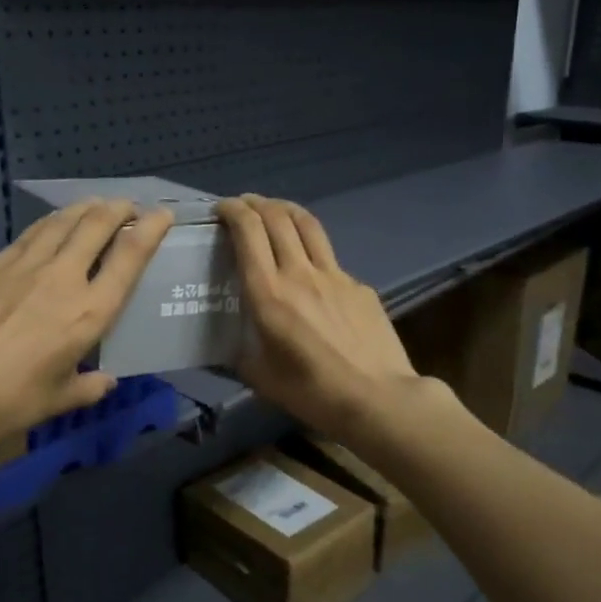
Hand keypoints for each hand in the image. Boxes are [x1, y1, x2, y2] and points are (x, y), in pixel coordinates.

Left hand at [0, 199, 174, 451]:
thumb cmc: (11, 402)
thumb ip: (89, 386)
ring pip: (63, 220)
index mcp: (89, 312)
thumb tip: (105, 380)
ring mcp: (25, 266)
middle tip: (128, 207)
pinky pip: (31, 233)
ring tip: (96, 205)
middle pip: (97, 224)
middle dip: (119, 208)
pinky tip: (53, 224)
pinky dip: (51, 222)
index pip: (130, 256)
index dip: (151, 228)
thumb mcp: (60, 399)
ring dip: (86, 208)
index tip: (162, 215)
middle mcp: (63, 278)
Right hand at [217, 195, 425, 441]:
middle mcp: (300, 273)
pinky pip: (330, 258)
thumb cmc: (313, 393)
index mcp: (269, 294)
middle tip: (243, 206)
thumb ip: (240, 353)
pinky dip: (312, 250)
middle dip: (256, 203)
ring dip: (285, 210)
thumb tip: (230, 344)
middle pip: (277, 217)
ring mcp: (335, 275)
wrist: (378, 398)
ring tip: (274, 211)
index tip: (222, 209)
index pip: (248, 232)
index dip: (233, 211)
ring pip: (308, 225)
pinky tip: (311, 270)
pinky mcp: (359, 285)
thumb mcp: (261, 378)